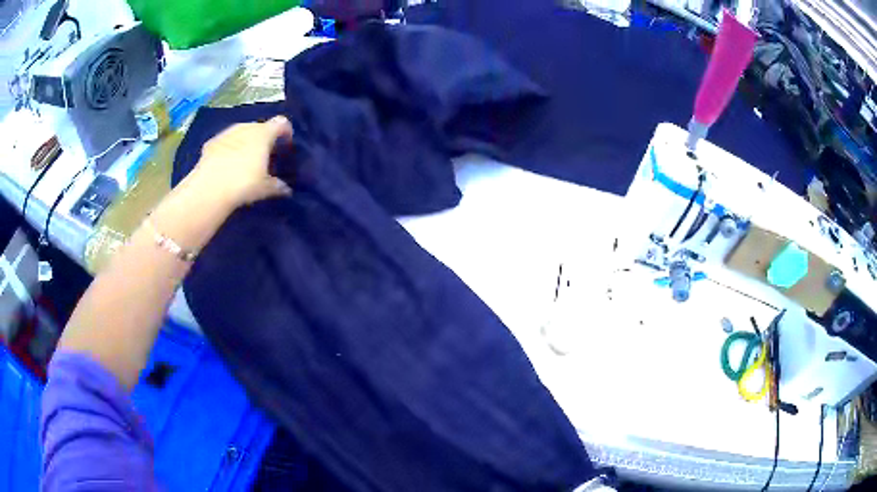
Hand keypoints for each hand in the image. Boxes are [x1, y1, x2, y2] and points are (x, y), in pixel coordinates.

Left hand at [189, 116, 293, 209]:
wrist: (210, 189)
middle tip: (264, 156)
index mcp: (264, 133)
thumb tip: (286, 189)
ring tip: (245, 161)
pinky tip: (226, 164)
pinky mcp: (211, 142)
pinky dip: (228, 149)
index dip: (286, 132)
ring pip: (241, 133)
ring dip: (245, 142)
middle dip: (264, 139)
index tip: (286, 144)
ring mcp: (227, 133)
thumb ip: (277, 185)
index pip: (281, 123)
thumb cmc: (244, 184)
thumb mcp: (265, 188)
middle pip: (260, 127)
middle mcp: (246, 127)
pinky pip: (225, 142)